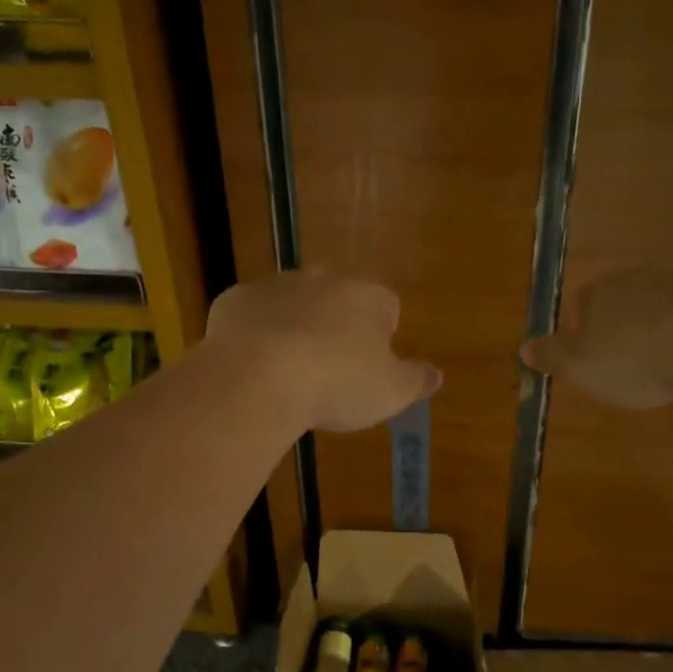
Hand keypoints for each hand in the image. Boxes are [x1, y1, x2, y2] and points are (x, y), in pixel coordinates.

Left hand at [206, 271, 442, 432]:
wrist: (257, 376)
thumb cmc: (337, 383)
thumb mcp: (390, 392)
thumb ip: (416, 380)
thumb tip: (436, 375)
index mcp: (367, 296)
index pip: (386, 306)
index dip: (381, 336)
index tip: (370, 367)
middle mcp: (323, 279)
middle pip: (337, 299)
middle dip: (335, 327)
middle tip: (329, 371)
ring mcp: (275, 286)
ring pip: (292, 303)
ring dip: (294, 328)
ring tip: (288, 373)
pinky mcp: (235, 300)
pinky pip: (252, 316)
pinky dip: (254, 335)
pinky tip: (252, 367)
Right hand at [520, 268, 672, 409]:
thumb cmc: (638, 361)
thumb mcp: (581, 367)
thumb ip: (552, 355)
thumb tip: (524, 346)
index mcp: (600, 291)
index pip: (583, 302)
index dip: (588, 330)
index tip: (598, 358)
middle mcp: (639, 275)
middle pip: (624, 298)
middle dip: (626, 322)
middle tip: (634, 360)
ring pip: (663, 300)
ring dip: (663, 323)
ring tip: (671, 359)